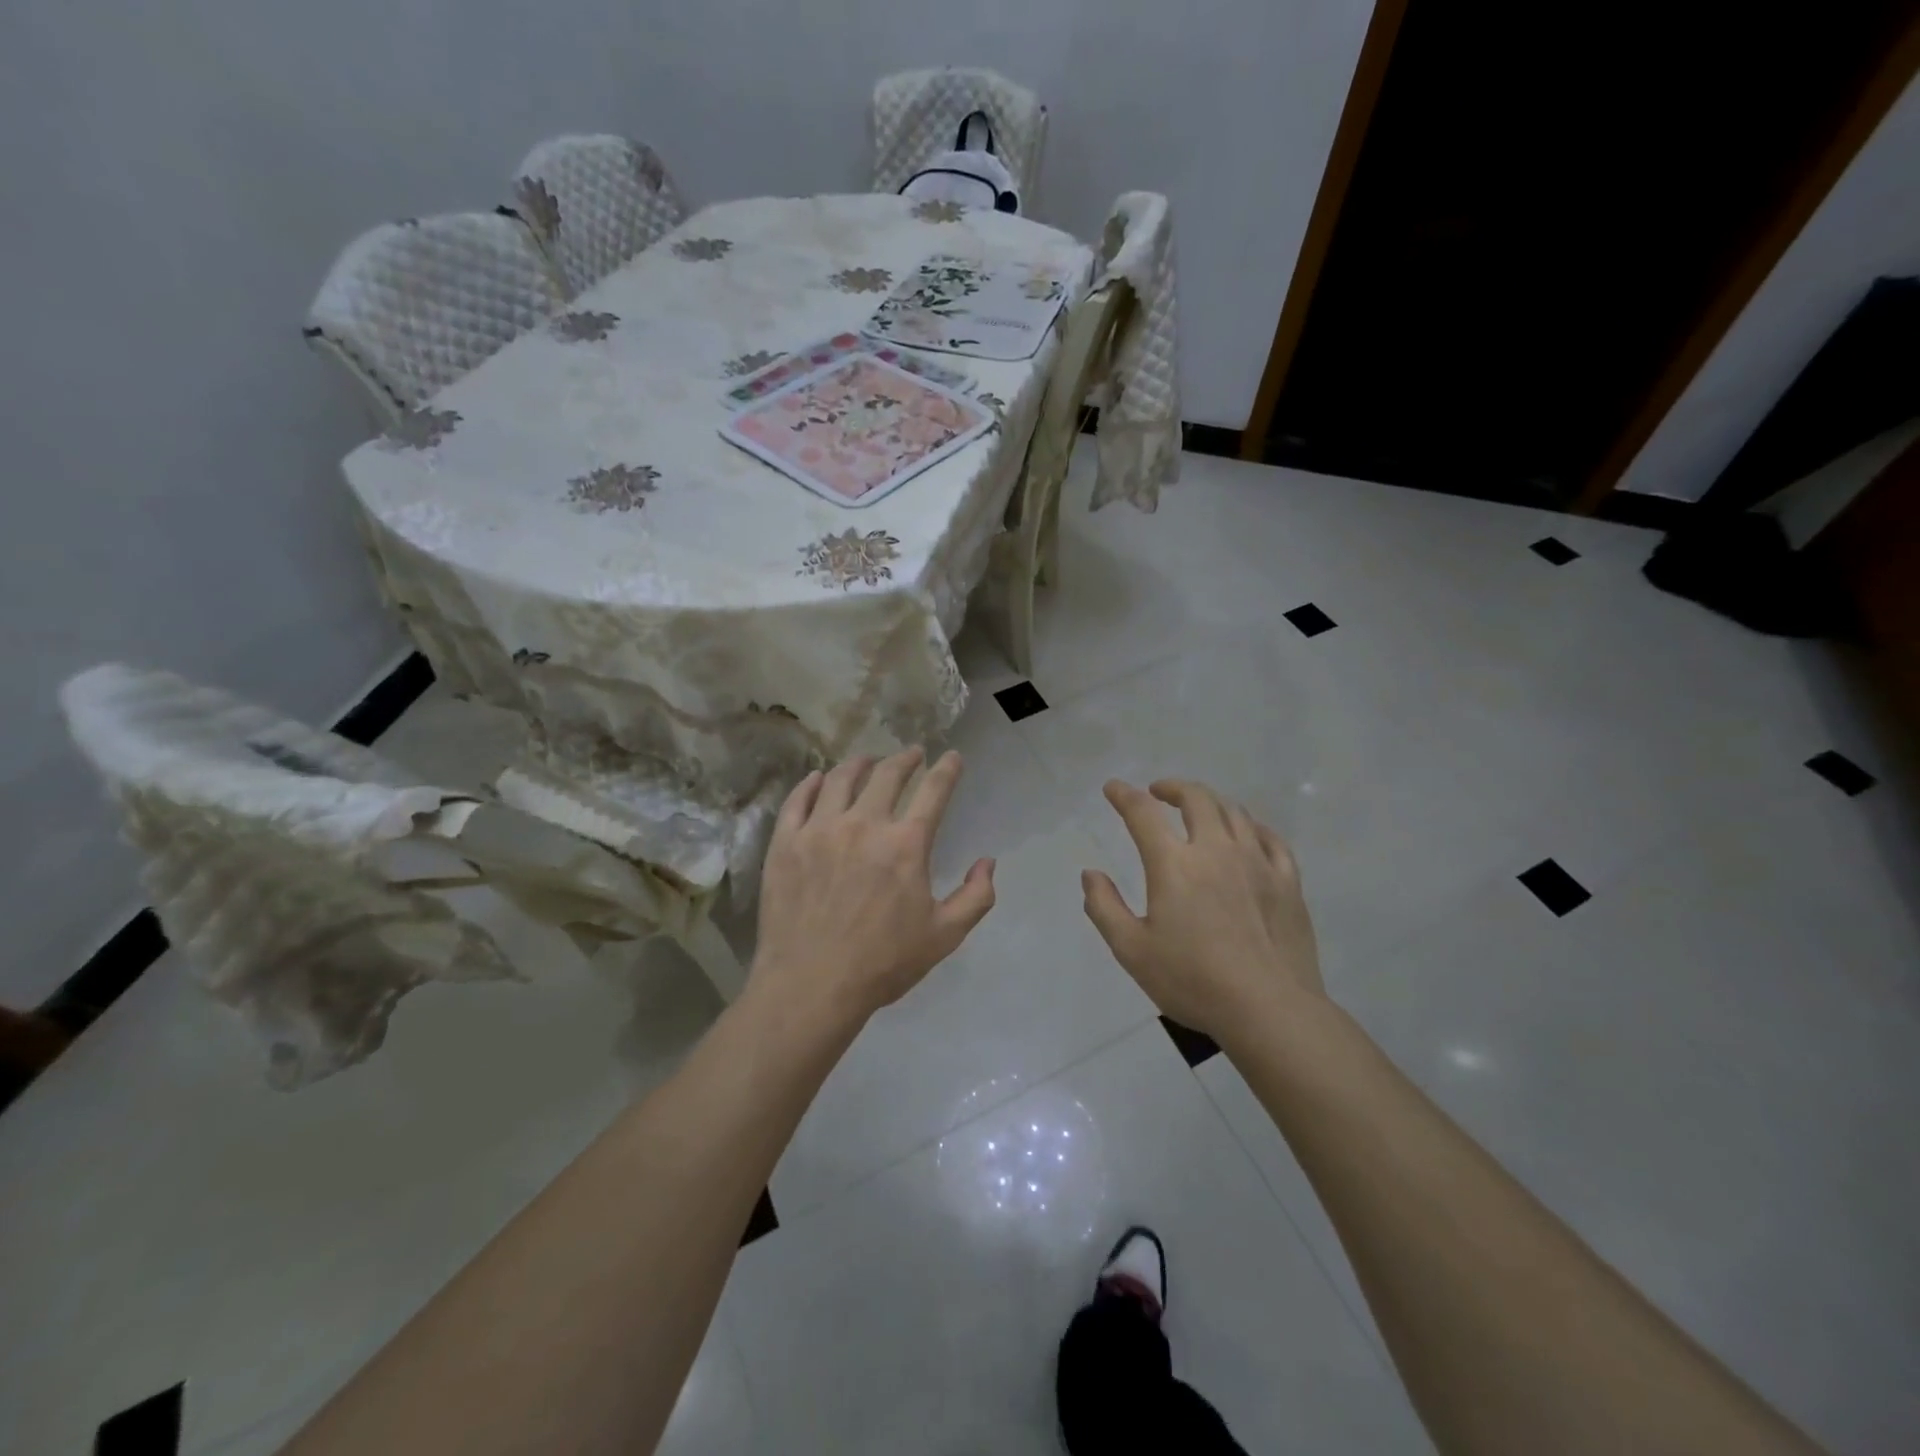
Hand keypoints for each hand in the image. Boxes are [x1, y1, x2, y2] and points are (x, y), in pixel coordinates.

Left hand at [751, 748, 996, 1025]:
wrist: (810, 986)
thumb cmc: (882, 963)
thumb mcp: (944, 936)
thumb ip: (975, 896)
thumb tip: (987, 861)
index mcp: (905, 844)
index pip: (933, 791)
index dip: (947, 769)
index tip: (953, 756)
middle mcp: (863, 824)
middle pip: (887, 775)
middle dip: (905, 758)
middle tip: (912, 753)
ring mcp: (819, 830)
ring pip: (840, 779)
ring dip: (859, 763)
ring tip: (867, 760)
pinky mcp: (785, 843)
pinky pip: (798, 800)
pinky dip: (810, 783)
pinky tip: (818, 778)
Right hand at [1082, 779, 1324, 1041]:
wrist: (1270, 1009)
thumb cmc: (1193, 981)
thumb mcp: (1132, 950)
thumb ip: (1104, 907)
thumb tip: (1090, 874)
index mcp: (1174, 864)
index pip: (1143, 813)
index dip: (1124, 795)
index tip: (1113, 788)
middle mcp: (1216, 850)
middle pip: (1196, 798)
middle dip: (1173, 788)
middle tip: (1159, 792)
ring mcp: (1257, 862)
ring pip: (1234, 812)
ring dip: (1210, 802)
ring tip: (1199, 809)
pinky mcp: (1287, 881)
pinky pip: (1270, 838)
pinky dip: (1252, 826)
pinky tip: (1247, 834)